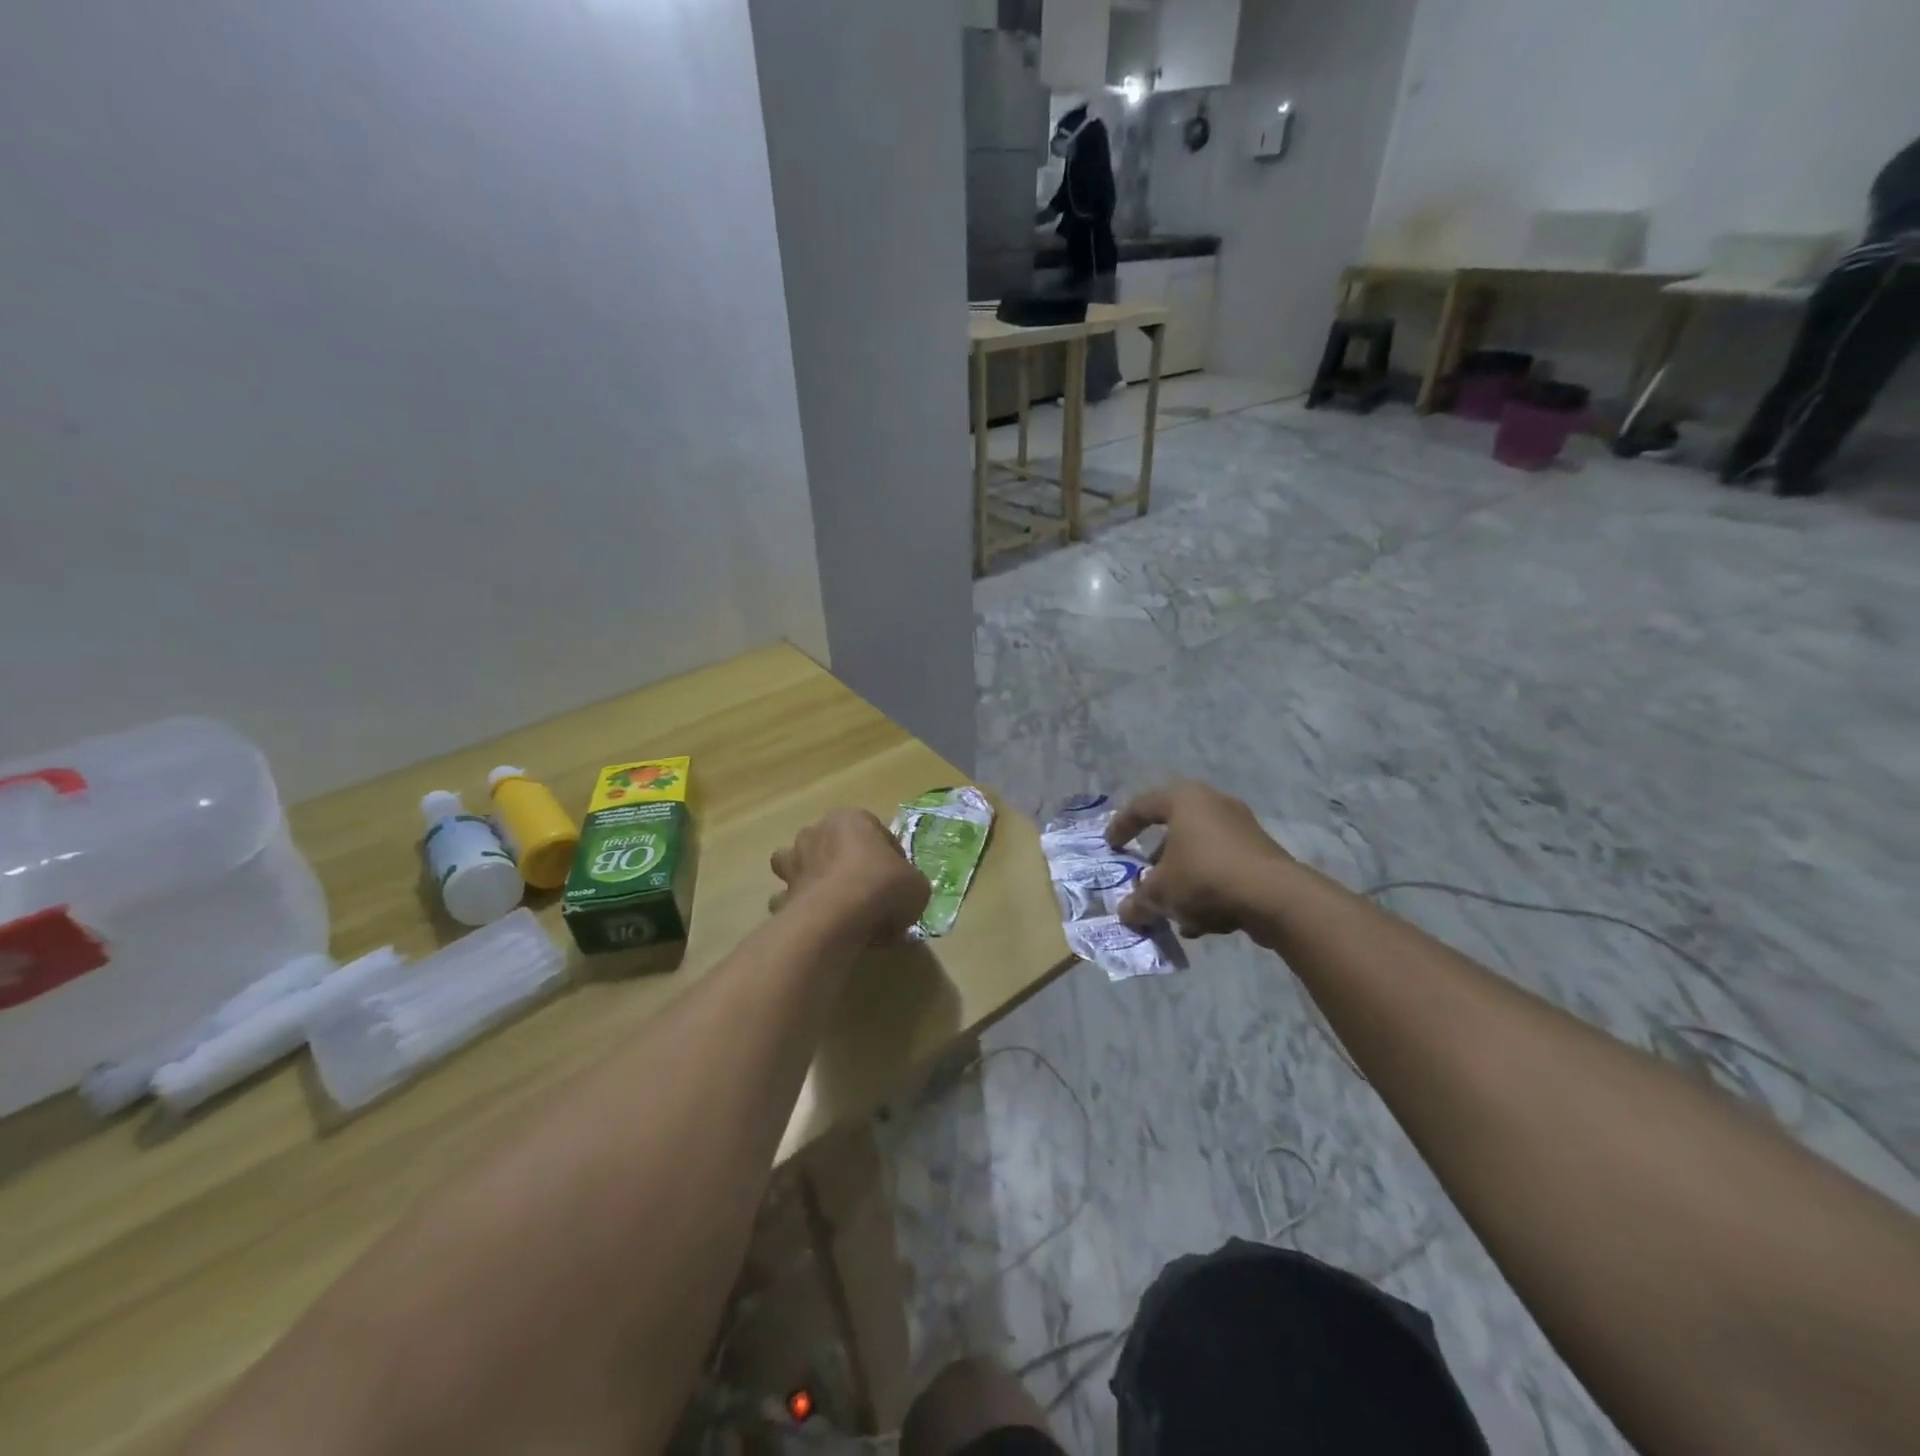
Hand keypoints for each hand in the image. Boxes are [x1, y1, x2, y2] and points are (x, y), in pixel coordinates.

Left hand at [770, 809, 930, 943]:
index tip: (898, 882)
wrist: (836, 916)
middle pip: (835, 845)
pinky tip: (820, 925)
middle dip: (848, 865)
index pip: (875, 831)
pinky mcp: (782, 893)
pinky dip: (803, 909)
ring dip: (816, 879)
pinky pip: (792, 899)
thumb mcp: (916, 885)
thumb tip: (903, 896)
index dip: (890, 858)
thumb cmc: (881, 886)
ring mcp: (794, 862)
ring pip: (803, 865)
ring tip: (837, 906)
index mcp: (851, 819)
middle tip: (869, 894)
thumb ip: (910, 884)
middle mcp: (817, 832)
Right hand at [1107, 782, 1292, 938]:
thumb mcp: (1160, 892)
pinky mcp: (1261, 854)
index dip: (1121, 826)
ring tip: (1172, 908)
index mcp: (1184, 800)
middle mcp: (1214, 804)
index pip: (1142, 806)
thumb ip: (1138, 901)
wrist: (1274, 896)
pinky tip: (1201, 921)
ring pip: (1200, 853)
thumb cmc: (1204, 877)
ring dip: (1183, 879)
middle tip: (1145, 878)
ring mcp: (1242, 828)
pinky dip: (1208, 888)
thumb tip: (1125, 913)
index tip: (1111, 846)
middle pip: (1174, 830)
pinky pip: (1223, 868)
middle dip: (1157, 860)